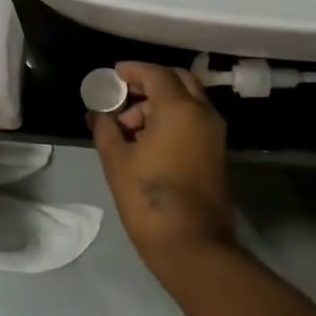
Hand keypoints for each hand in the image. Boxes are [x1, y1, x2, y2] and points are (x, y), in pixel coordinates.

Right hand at [88, 62, 234, 265]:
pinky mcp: (217, 152)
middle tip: (123, 96)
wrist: (192, 245)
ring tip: (128, 127)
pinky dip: (173, 118)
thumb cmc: (149, 198)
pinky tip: (147, 141)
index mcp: (179, 108)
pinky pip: (194, 120)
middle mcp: (203, 113)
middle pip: (178, 80)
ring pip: (188, 100)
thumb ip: (105, 128)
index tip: (113, 75)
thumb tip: (98, 112)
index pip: (155, 73)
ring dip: (160, 103)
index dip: (132, 70)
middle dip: (150, 83)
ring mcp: (214, 133)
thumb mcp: (116, 160)